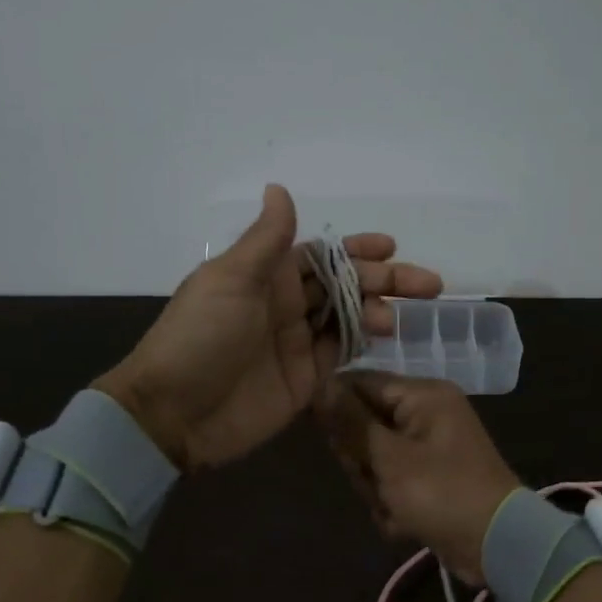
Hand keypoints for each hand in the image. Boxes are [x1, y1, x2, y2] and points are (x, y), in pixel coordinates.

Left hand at [94, 185, 442, 470]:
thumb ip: (266, 239)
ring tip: (395, 319)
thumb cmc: (201, 336)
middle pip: (344, 285)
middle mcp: (286, 304)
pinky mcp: (305, 379)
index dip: (357, 249)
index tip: (392, 246)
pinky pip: (341, 353)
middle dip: (383, 279)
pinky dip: (364, 343)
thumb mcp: (231, 279)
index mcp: (267, 276)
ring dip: (377, 311)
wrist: (175, 413)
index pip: (322, 255)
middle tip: (426, 283)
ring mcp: (297, 342)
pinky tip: (384, 337)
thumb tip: (279, 188)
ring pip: (349, 318)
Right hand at [315, 371, 521, 583]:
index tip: (323, 436)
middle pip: (364, 423)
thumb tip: (320, 385)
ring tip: (394, 507)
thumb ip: (351, 422)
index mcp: (423, 395)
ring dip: (376, 487)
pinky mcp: (429, 476)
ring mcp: (428, 446)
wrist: (497, 545)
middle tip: (375, 480)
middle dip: (362, 459)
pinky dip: (392, 502)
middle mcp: (426, 413)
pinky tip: (404, 521)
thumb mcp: (390, 457)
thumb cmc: (442, 492)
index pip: (361, 382)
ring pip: (374, 457)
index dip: (336, 407)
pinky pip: (392, 480)